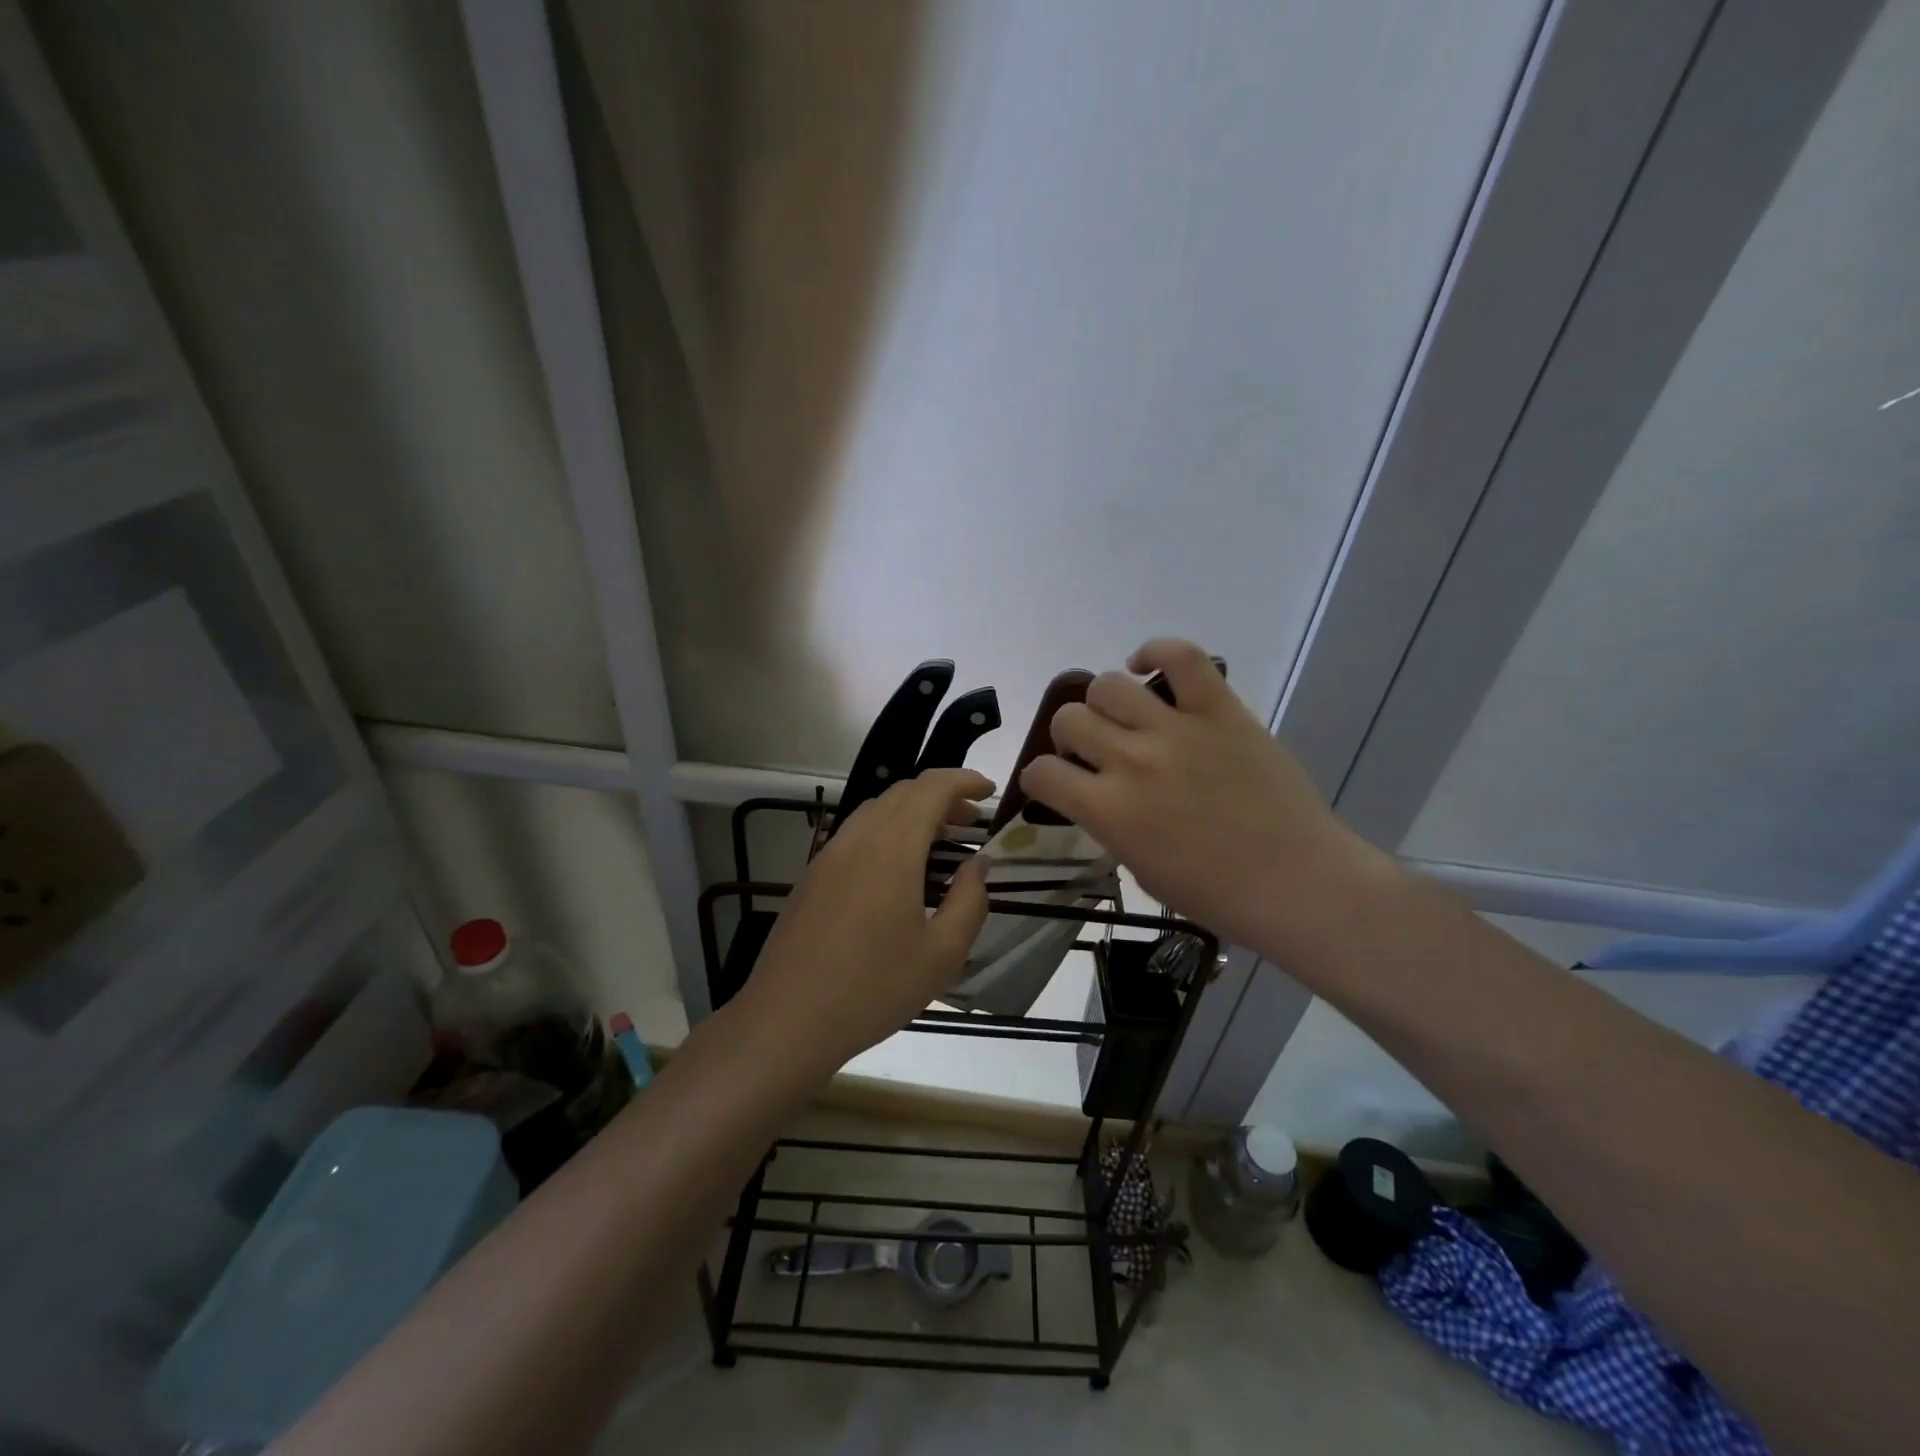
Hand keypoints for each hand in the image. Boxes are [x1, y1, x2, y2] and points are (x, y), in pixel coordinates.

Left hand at [734, 768, 993, 1075]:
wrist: (787, 1019)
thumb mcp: (942, 954)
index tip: (990, 792)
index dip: (964, 781)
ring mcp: (828, 855)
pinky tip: (898, 868)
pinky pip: (856, 833)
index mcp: (891, 848)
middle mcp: (857, 838)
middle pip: (903, 793)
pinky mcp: (812, 876)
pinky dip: (887, 831)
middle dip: (941, 796)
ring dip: (912, 812)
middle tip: (971, 821)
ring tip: (939, 841)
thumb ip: (969, 900)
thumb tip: (978, 863)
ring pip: (876, 810)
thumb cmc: (873, 988)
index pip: (931, 788)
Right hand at [1019, 639, 1394, 962]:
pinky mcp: (1219, 709)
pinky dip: (1155, 653)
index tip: (1055, 784)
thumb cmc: (1217, 894)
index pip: (1041, 773)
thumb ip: (1110, 825)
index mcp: (1108, 811)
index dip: (1039, 778)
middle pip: (1068, 719)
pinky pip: (1180, 657)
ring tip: (1125, 718)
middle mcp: (1131, 761)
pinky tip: (1146, 667)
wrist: (1297, 883)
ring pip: (1108, 685)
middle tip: (1095, 752)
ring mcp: (1176, 729)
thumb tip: (1100, 796)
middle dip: (1070, 738)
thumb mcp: (1140, 870)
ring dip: (1104, 704)